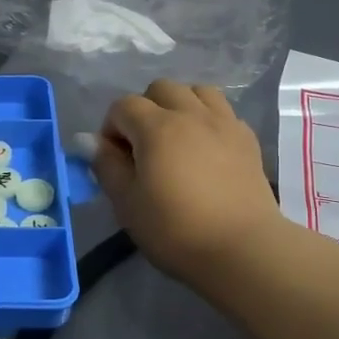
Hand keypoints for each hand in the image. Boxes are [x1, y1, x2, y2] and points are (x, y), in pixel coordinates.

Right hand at [95, 80, 282, 282]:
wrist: (241, 249)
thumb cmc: (175, 230)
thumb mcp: (127, 204)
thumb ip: (107, 166)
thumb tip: (91, 141)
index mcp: (157, 127)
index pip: (123, 106)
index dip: (111, 128)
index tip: (114, 160)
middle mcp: (191, 114)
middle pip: (161, 89)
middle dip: (145, 109)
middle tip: (144, 146)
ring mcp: (224, 123)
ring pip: (198, 92)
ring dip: (180, 106)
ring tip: (177, 139)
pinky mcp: (248, 139)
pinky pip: (223, 112)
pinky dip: (209, 121)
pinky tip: (207, 150)